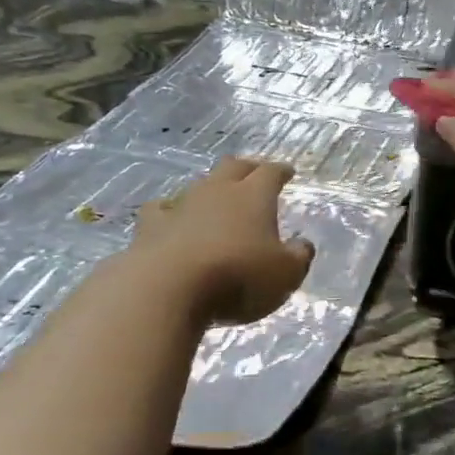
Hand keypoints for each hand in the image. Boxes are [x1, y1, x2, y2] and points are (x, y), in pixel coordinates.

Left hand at [126, 157, 313, 324]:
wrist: (168, 288)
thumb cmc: (237, 278)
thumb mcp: (285, 275)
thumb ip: (298, 257)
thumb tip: (303, 244)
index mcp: (254, 196)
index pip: (271, 173)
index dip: (281, 171)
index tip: (287, 172)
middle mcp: (218, 191)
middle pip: (233, 167)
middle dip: (247, 168)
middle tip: (254, 174)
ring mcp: (181, 205)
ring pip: (199, 184)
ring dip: (210, 189)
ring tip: (217, 198)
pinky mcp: (151, 226)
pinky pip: (161, 209)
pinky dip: (169, 211)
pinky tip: (169, 217)